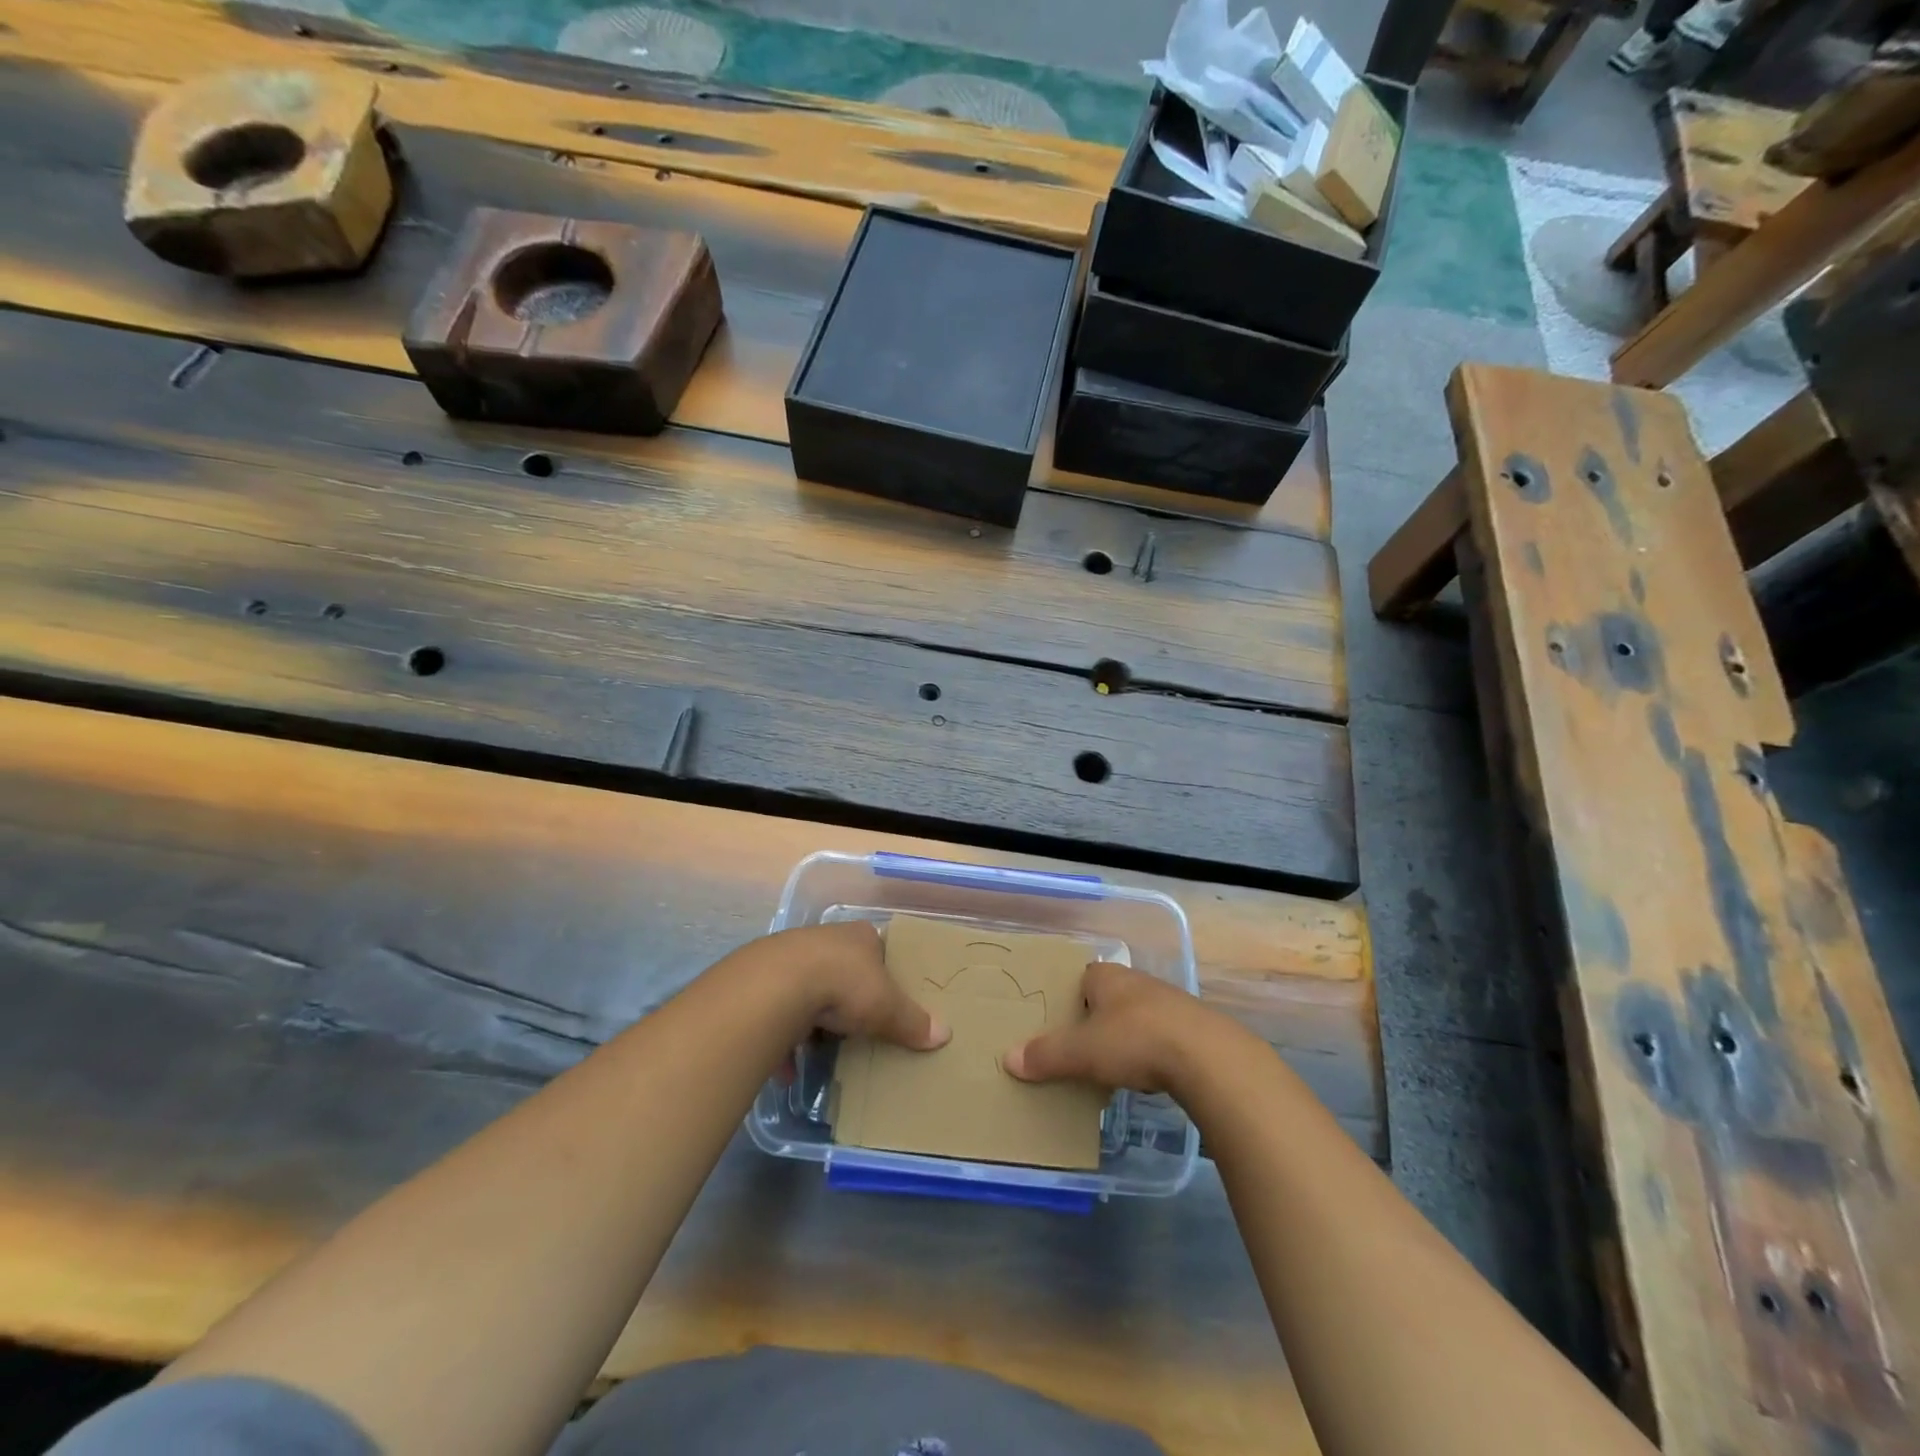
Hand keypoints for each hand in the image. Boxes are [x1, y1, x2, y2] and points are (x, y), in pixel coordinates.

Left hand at [779, 921, 949, 1050]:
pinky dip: (783, 1039)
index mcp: (859, 936)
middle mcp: (825, 939)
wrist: (779, 985)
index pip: (876, 947)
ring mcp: (790, 957)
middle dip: (846, 997)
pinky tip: (788, 1066)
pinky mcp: (763, 981)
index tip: (885, 997)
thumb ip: (913, 1021)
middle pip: (840, 968)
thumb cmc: (845, 984)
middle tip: (856, 1026)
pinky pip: (777, 1013)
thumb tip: (945, 1034)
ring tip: (820, 1046)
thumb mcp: (887, 1006)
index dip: (881, 972)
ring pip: (807, 988)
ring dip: (812, 1018)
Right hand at [1003, 960, 1219, 1093]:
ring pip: (1136, 1017)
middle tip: (1078, 1047)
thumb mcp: (1083, 1052)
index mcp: (1108, 977)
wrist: (1207, 1057)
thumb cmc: (1135, 1040)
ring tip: (1109, 1067)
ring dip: (1124, 1037)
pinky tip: (1145, 1077)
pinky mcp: (1192, 1030)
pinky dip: (1150, 1054)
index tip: (1058, 1021)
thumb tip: (1008, 1059)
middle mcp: (1137, 982)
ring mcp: (1169, 1004)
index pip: (1082, 977)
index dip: (1069, 996)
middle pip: (1108, 997)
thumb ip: (1047, 1055)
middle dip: (1095, 1019)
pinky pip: (1160, 1038)